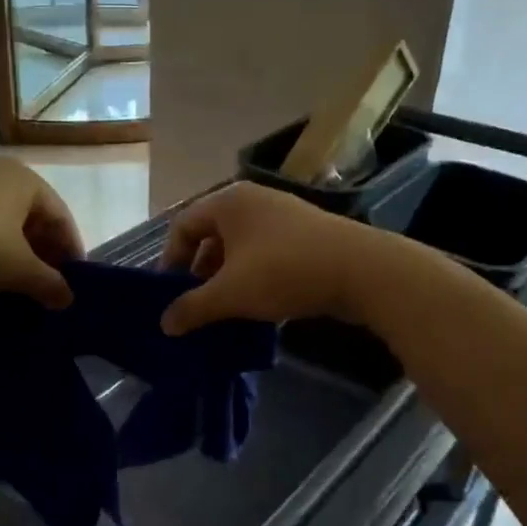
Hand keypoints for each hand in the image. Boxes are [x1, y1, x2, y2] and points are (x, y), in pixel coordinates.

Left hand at [0, 156, 83, 307]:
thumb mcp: (17, 269)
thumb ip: (49, 284)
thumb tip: (68, 299)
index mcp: (24, 179)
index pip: (61, 217)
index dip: (71, 254)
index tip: (73, 286)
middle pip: (31, 222)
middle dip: (40, 260)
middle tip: (45, 292)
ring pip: (1, 229)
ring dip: (12, 263)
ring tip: (16, 297)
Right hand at [159, 183, 389, 334]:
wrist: (361, 271)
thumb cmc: (283, 271)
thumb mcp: (230, 294)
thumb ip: (193, 308)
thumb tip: (165, 324)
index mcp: (228, 202)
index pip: (183, 226)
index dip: (171, 261)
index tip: (170, 295)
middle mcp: (253, 201)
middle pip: (212, 236)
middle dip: (200, 274)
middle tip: (197, 307)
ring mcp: (283, 217)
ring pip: (240, 249)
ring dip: (228, 280)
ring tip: (225, 312)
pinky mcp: (306, 236)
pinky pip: (266, 255)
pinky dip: (254, 279)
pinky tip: (258, 308)